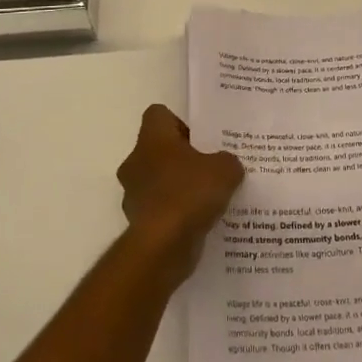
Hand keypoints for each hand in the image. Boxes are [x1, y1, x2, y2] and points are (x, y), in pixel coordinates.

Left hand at [117, 105, 244, 281]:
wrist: (163, 246)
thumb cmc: (190, 193)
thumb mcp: (225, 169)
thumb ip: (228, 161)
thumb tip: (226, 164)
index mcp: (152, 138)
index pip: (158, 115)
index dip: (180, 122)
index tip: (201, 139)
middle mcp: (136, 161)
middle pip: (159, 149)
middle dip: (183, 158)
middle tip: (211, 168)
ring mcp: (134, 193)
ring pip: (159, 181)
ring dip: (179, 187)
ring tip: (209, 198)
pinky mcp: (138, 222)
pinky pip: (160, 209)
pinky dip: (176, 213)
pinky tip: (200, 221)